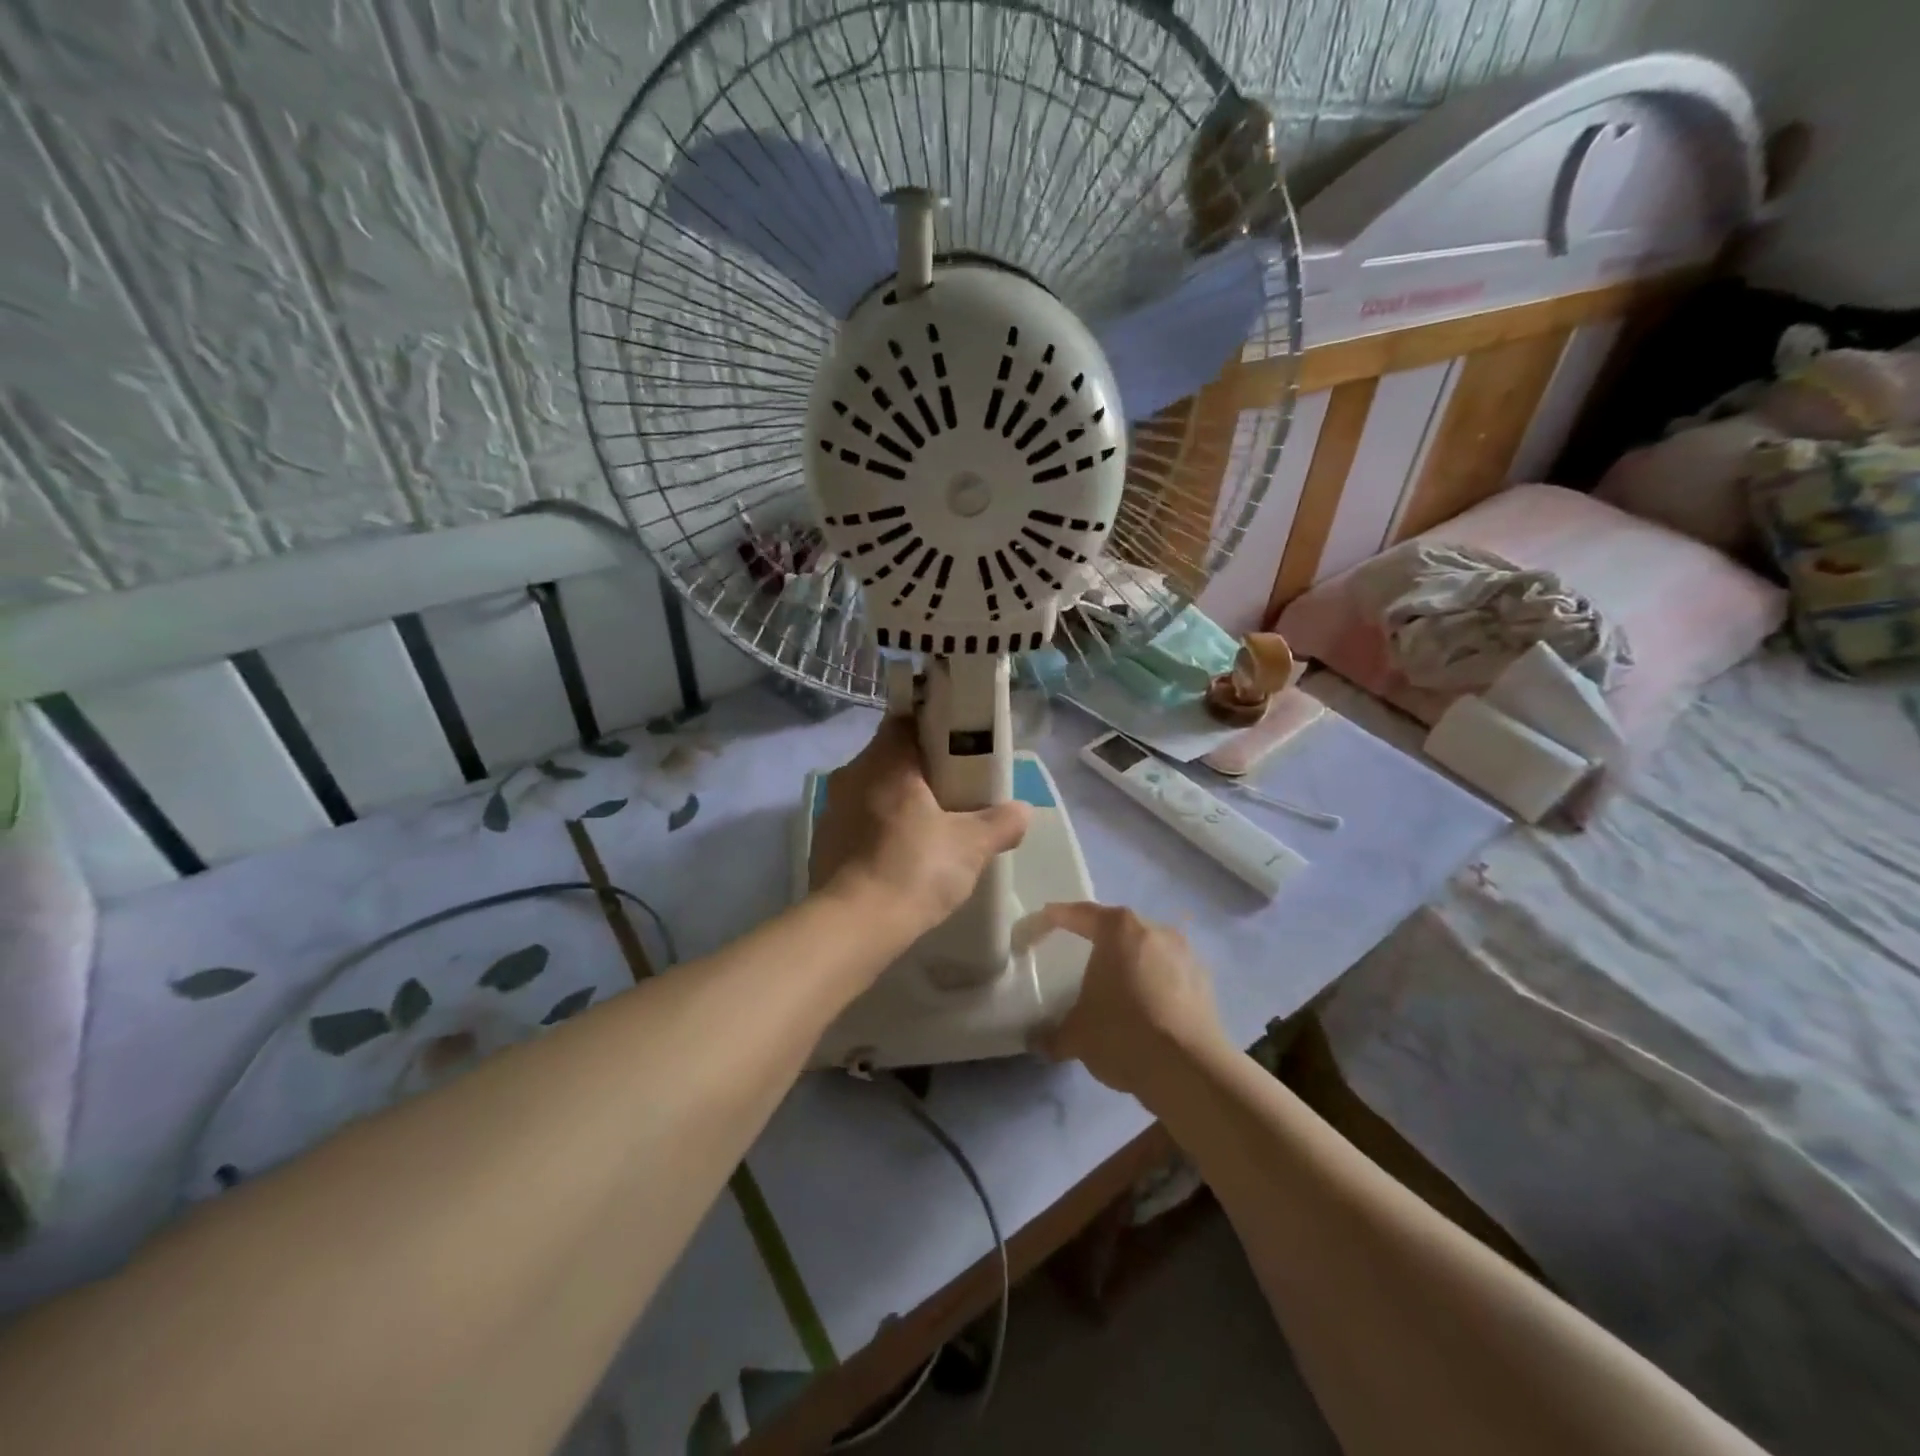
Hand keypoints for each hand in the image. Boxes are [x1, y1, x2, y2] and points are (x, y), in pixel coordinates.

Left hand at [810, 717, 1030, 931]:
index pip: (904, 721)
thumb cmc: (915, 868)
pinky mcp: (823, 844)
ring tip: (930, 826)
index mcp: (885, 761)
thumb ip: (1001, 822)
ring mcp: (831, 811)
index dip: (932, 727)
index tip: (956, 746)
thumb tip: (1023, 810)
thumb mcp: (972, 844)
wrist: (854, 926)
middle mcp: (851, 776)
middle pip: (889, 758)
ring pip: (872, 791)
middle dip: (919, 770)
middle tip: (953, 790)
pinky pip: (858, 823)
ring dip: (897, 802)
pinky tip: (901, 856)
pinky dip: (879, 831)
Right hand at [1036, 903, 1224, 1095]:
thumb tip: (1037, 1041)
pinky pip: (1171, 975)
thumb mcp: (1077, 1036)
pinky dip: (1156, 985)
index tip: (1044, 920)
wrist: (1191, 1070)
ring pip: (1148, 951)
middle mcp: (1154, 930)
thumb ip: (1053, 1034)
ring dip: (1131, 965)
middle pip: (1119, 929)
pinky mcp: (1205, 982)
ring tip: (1117, 988)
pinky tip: (1147, 1011)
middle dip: (1100, 942)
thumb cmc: (1123, 1034)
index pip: (1080, 914)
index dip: (1058, 917)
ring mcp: (1185, 954)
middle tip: (1081, 956)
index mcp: (1118, 929)